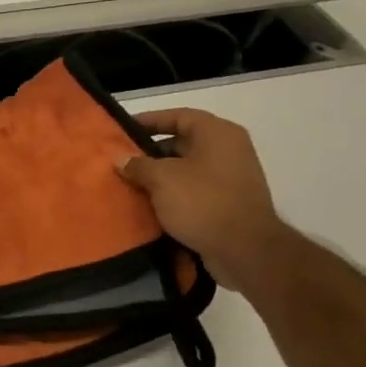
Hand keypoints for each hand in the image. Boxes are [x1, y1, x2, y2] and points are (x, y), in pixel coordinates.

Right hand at [117, 108, 290, 289]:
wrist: (245, 250)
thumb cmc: (203, 202)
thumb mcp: (162, 179)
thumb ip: (138, 165)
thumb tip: (120, 158)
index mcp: (217, 133)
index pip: (178, 116)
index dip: (149, 120)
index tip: (122, 130)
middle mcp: (229, 149)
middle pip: (182, 142)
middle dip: (151, 152)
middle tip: (122, 161)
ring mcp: (232, 177)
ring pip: (187, 169)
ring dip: (160, 176)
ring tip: (131, 184)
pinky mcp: (229, 203)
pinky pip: (195, 190)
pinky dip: (174, 194)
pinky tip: (150, 206)